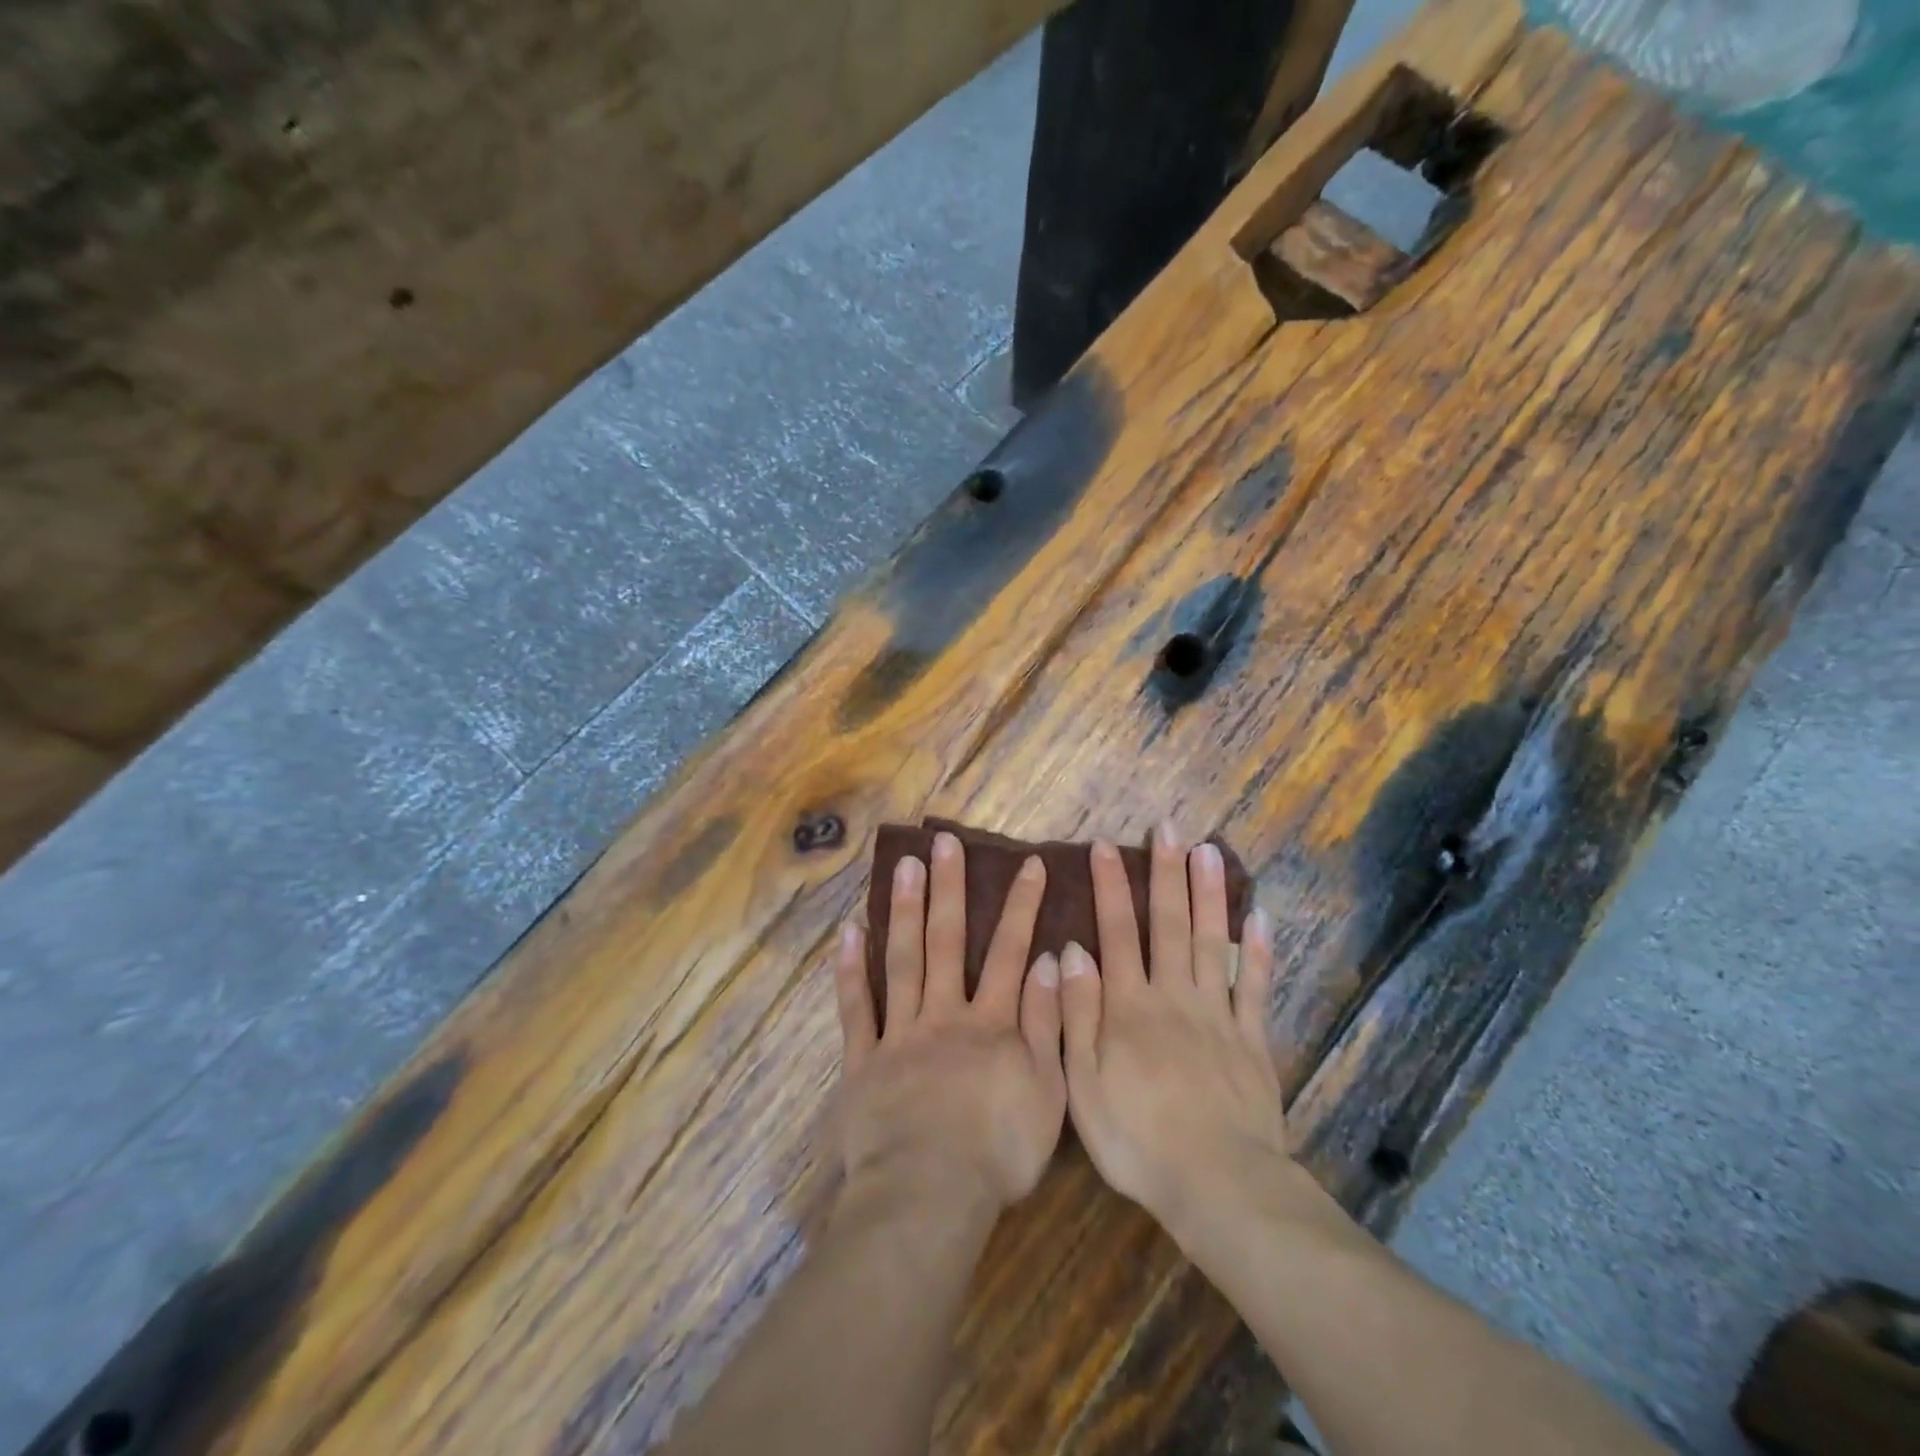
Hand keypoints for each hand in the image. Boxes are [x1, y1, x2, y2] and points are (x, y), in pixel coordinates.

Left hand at [831, 831, 1066, 1220]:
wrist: (929, 1195)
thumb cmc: (998, 1151)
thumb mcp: (1047, 1091)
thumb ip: (1046, 1023)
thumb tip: (1051, 961)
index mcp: (990, 1023)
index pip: (1009, 952)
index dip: (1021, 906)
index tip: (1028, 863)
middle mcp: (944, 1014)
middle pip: (946, 941)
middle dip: (949, 888)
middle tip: (944, 842)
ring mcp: (900, 1033)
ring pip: (902, 960)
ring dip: (904, 910)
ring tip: (903, 865)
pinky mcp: (864, 1060)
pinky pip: (856, 1007)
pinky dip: (851, 969)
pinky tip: (850, 930)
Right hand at [1060, 824, 1286, 1244]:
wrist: (1217, 1185)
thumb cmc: (1137, 1138)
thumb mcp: (1083, 1082)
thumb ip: (1077, 1013)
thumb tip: (1072, 950)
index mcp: (1129, 1006)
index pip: (1117, 931)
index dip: (1110, 886)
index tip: (1106, 846)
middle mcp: (1174, 995)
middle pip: (1169, 924)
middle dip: (1166, 873)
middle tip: (1168, 828)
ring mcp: (1218, 1014)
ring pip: (1213, 941)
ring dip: (1209, 893)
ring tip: (1209, 850)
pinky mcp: (1253, 1039)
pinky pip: (1257, 986)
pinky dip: (1260, 950)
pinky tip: (1260, 916)